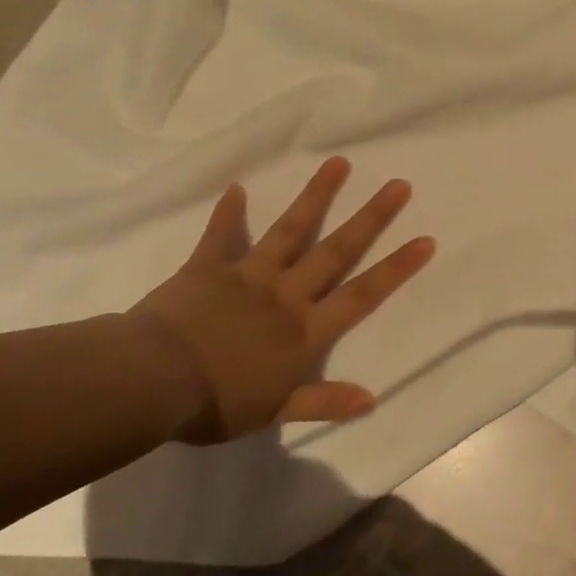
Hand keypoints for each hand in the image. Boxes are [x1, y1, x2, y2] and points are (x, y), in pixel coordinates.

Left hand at [130, 159, 435, 442]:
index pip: (362, 294)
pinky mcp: (208, 269)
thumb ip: (322, 401)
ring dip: (316, 196)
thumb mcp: (273, 412)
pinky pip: (220, 237)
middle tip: (398, 185)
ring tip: (339, 163)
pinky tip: (236, 187)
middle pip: (337, 251)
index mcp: (304, 331)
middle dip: (371, 218)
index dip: (396, 268)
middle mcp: (286, 295)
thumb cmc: (214, 402)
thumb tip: (371, 400)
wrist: (150, 382)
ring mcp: (248, 276)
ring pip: (290, 231)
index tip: (425, 239)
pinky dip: (228, 214)